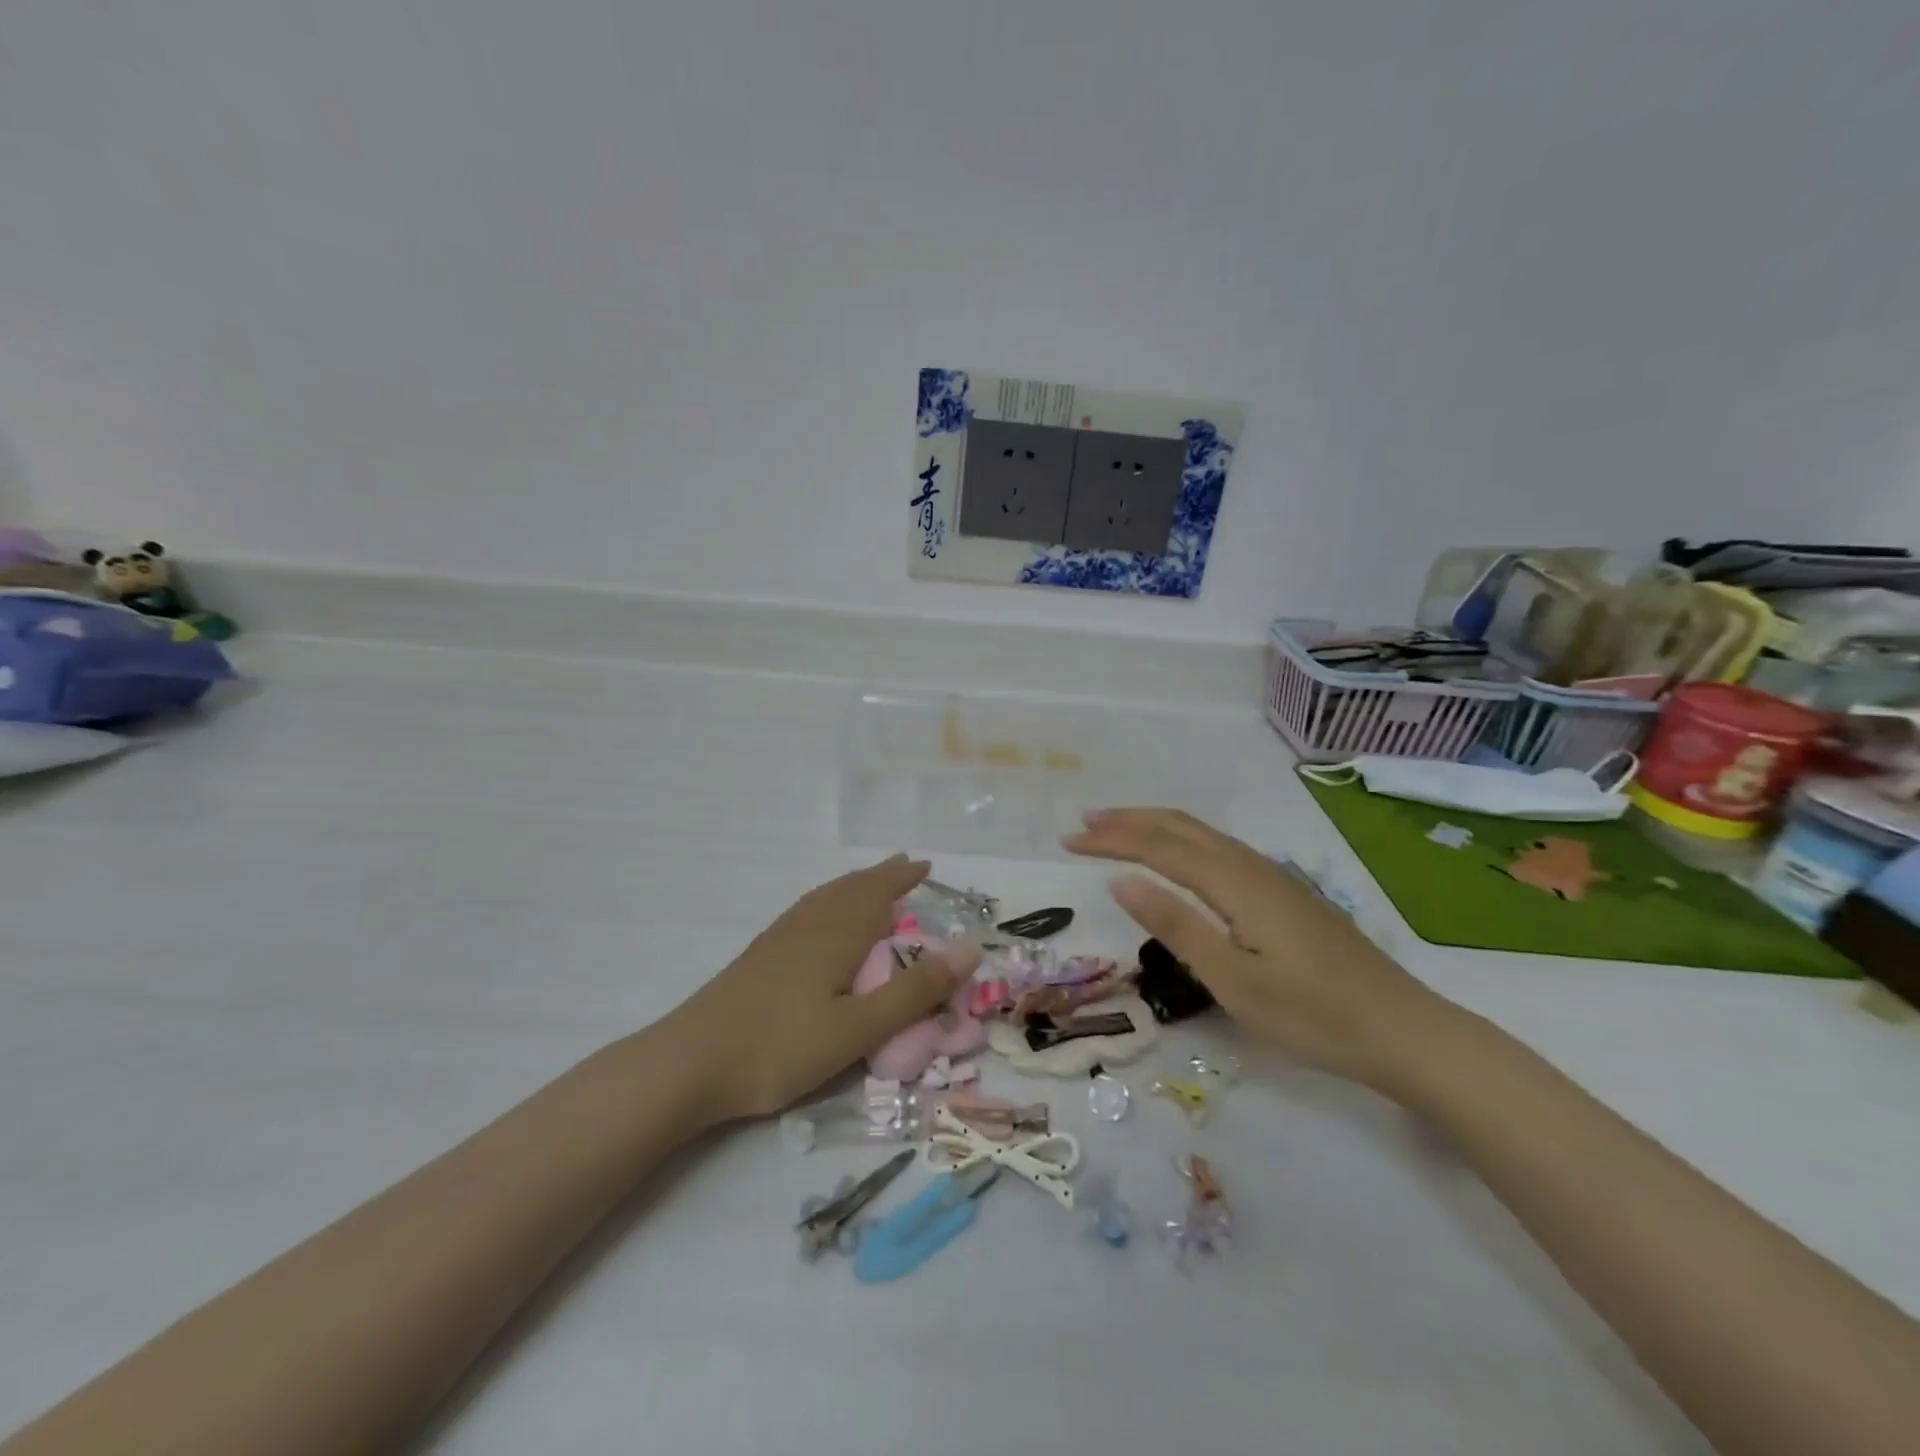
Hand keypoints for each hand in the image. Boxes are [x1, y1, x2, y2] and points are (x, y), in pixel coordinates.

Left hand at [667, 855, 976, 1121]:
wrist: (689, 1063)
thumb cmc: (781, 1046)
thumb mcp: (859, 1028)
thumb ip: (914, 992)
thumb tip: (970, 950)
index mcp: (836, 934)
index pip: (877, 893)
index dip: (902, 878)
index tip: (925, 865)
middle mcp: (808, 925)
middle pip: (850, 889)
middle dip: (880, 877)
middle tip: (905, 867)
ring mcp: (779, 939)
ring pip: (824, 898)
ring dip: (853, 885)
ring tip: (869, 884)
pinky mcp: (759, 957)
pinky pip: (806, 912)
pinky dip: (827, 902)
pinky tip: (820, 921)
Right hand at [1064, 809, 1459, 1091]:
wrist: (1403, 1031)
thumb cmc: (1313, 1016)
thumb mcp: (1234, 981)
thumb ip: (1177, 926)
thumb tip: (1121, 880)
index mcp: (1236, 884)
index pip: (1159, 847)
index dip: (1112, 840)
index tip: (1069, 840)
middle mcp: (1252, 867)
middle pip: (1181, 827)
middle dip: (1129, 820)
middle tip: (1084, 822)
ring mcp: (1273, 877)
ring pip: (1203, 834)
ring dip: (1155, 826)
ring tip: (1118, 830)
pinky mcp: (1284, 893)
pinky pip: (1219, 849)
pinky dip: (1182, 841)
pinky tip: (1177, 857)